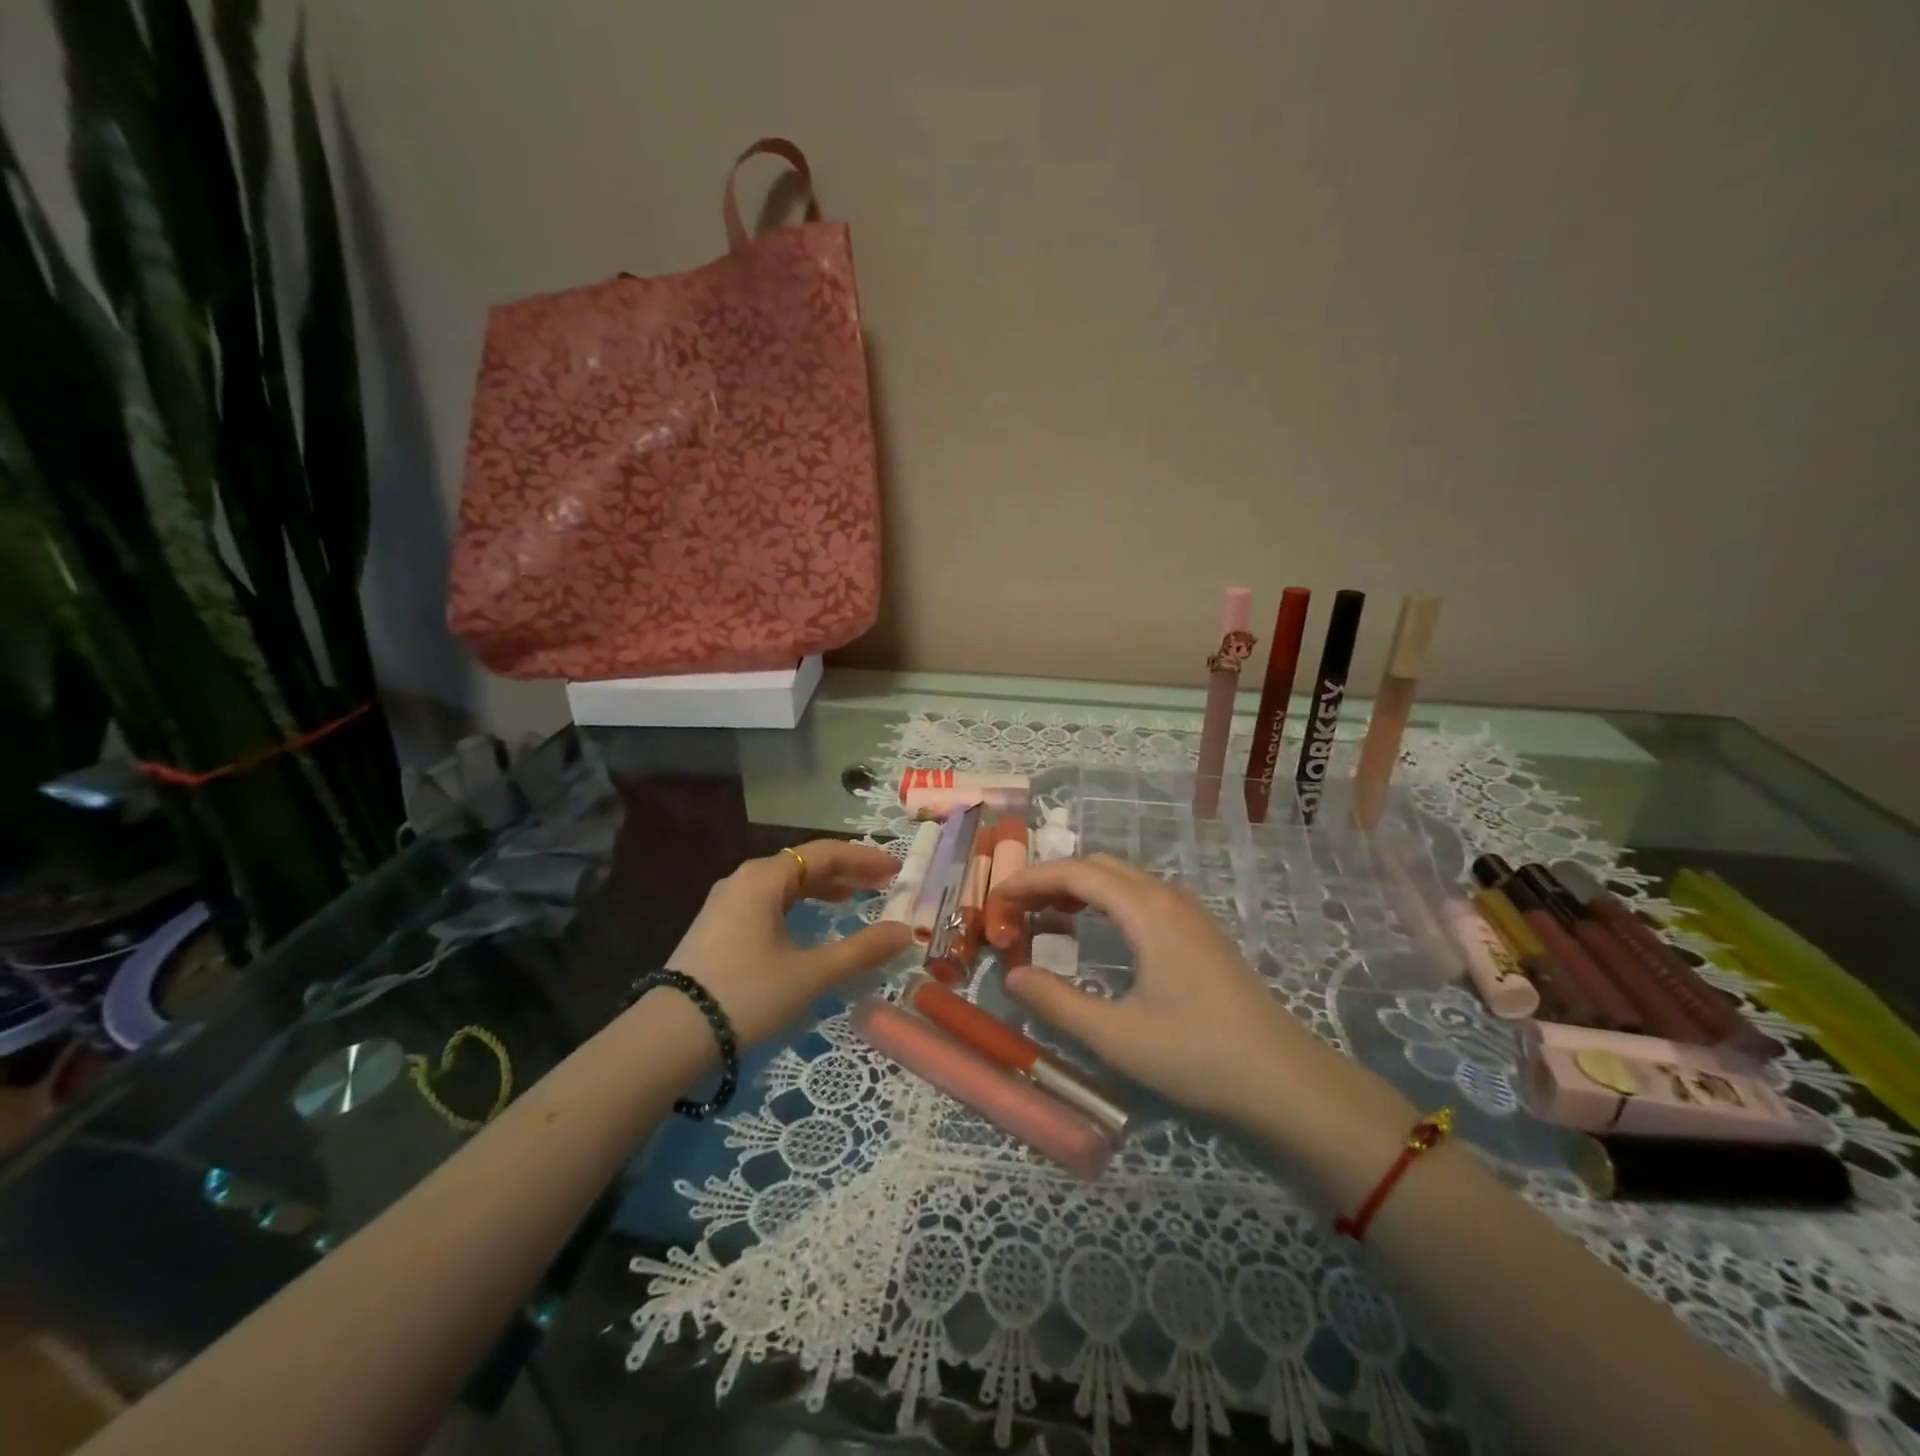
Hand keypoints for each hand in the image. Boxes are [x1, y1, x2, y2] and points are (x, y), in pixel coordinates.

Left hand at [666, 840, 912, 1047]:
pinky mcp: (717, 925)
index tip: (896, 869)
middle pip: (804, 864)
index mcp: (764, 878)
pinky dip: (798, 904)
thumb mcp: (810, 974)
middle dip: (846, 872)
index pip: (825, 853)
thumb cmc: (747, 994)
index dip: (864, 859)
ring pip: (785, 883)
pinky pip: (768, 901)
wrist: (670, 1036)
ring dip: (822, 888)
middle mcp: (744, 879)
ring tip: (853, 899)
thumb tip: (905, 932)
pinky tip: (810, 921)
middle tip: (882, 884)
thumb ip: (860, 950)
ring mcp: (726, 902)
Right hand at [983, 854, 1321, 1116]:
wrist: (1283, 1079)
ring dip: (1079, 888)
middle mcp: (1166, 897)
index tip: (996, 898)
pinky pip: (1140, 896)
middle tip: (1015, 908)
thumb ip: (1056, 1003)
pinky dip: (1105, 901)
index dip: (1030, 879)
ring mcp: (1188, 912)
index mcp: (1145, 910)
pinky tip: (1095, 932)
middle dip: (1051, 879)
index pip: (1076, 873)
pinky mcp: (1199, 932)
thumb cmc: (1196, 1054)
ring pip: (1122, 879)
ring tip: (1044, 916)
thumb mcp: (1115, 1036)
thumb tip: (1012, 975)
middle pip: (1098, 867)